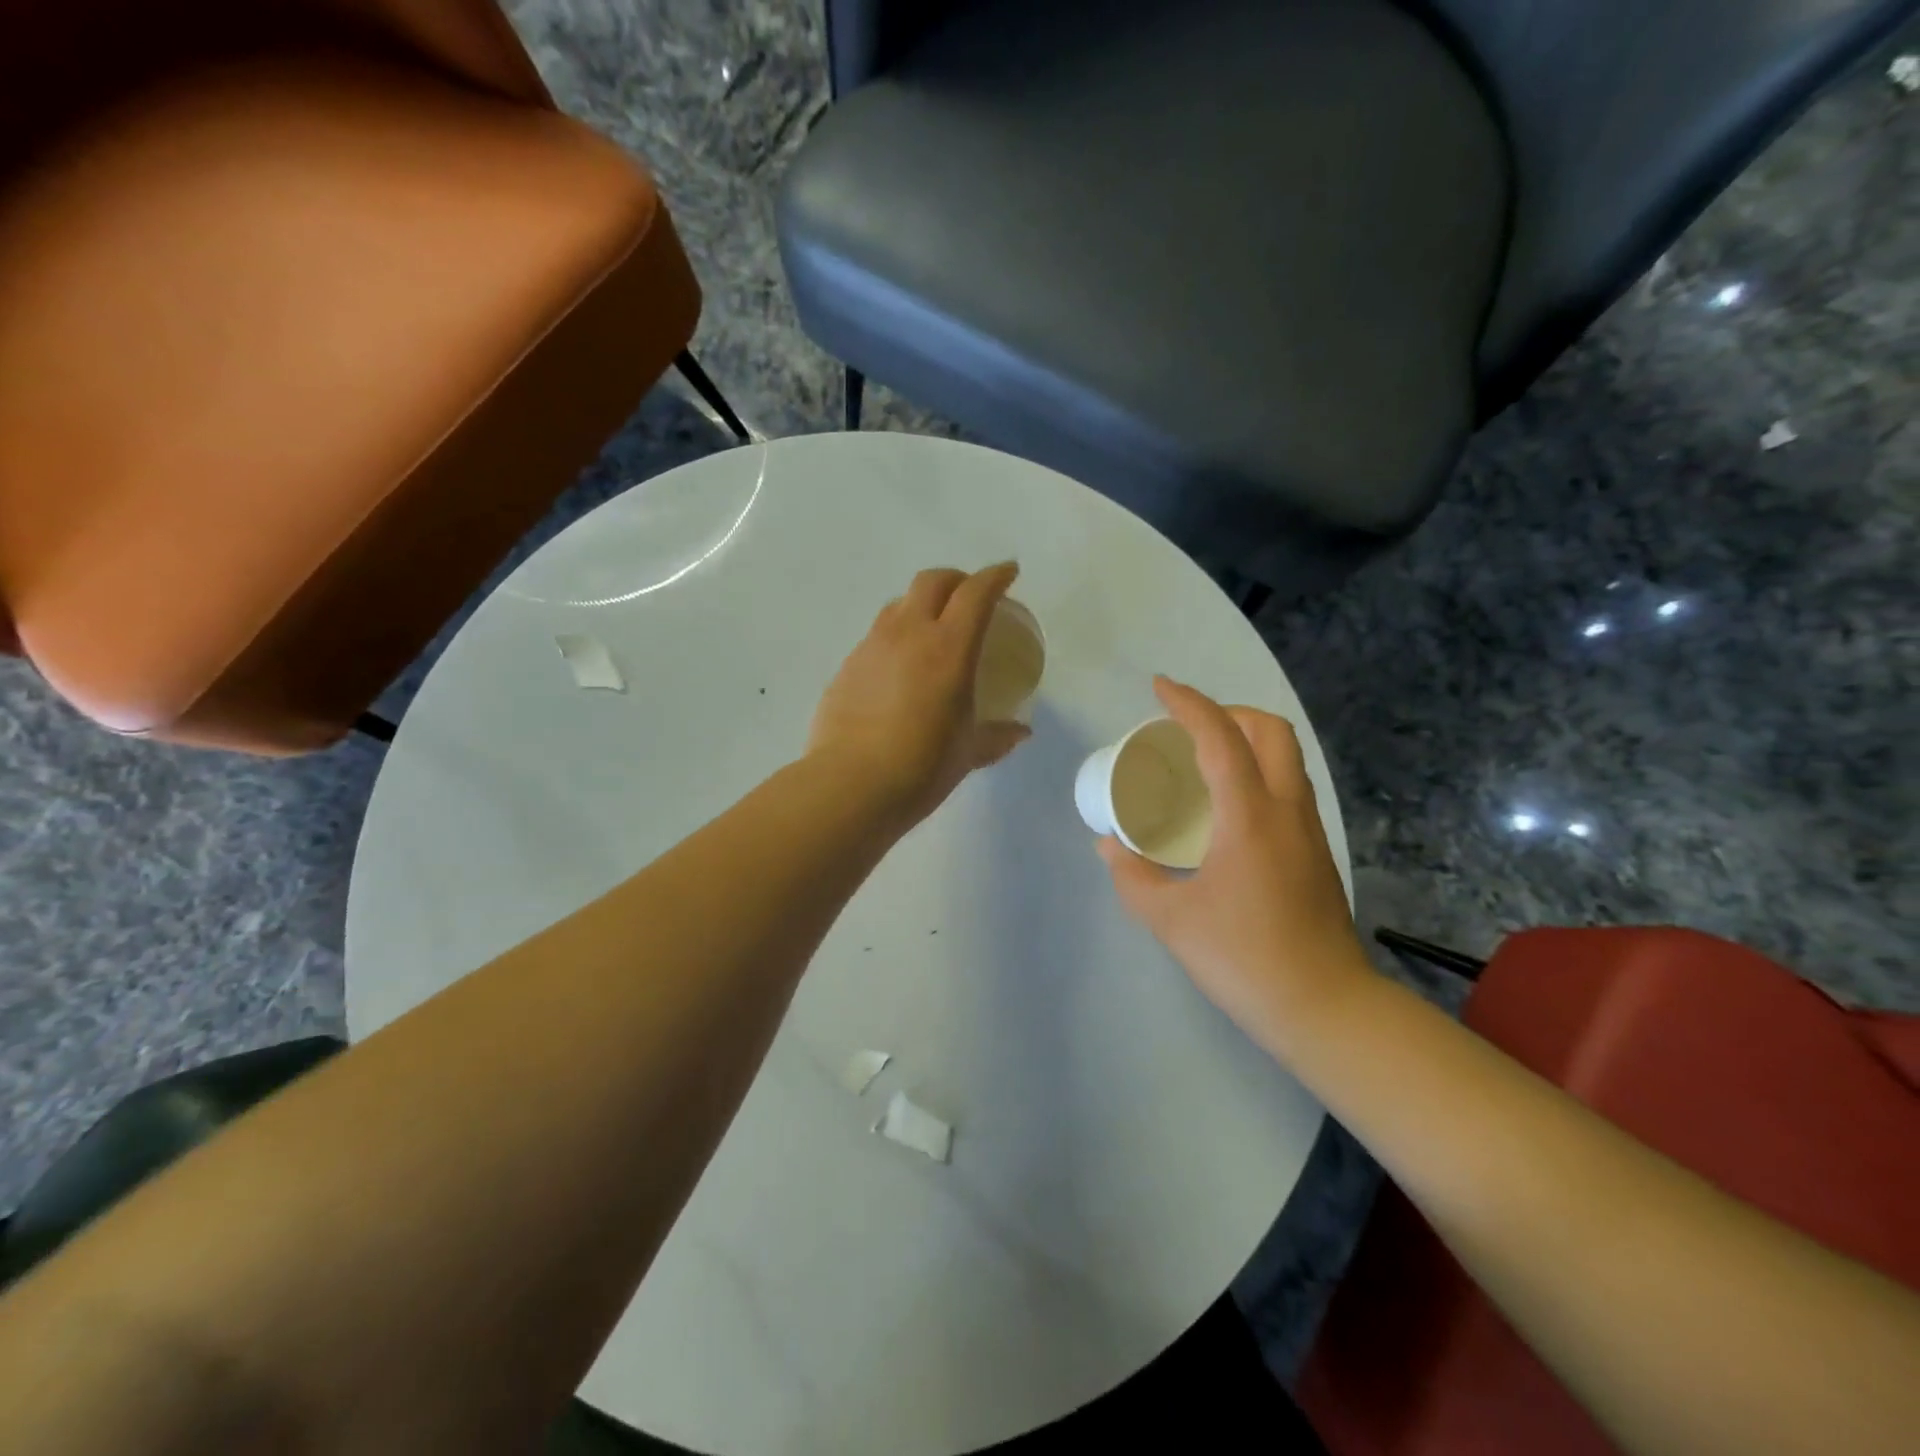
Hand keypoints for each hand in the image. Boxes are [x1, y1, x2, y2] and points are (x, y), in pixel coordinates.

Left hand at [809, 564, 1031, 827]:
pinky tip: (899, 666)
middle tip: (970, 595)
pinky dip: (895, 636)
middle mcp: (909, 633)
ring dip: (921, 603)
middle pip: (933, 581)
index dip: (996, 576)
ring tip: (932, 627)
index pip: (976, 593)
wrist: (850, 784)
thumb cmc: (922, 767)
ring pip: (899, 603)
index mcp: (949, 648)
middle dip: (957, 579)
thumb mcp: (968, 752)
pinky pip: (876, 635)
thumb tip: (1020, 733)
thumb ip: (997, 737)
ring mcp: (872, 646)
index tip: (1009, 572)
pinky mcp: (847, 664)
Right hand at [1097, 677, 1373, 1057]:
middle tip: (1187, 727)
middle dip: (1228, 712)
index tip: (1159, 688)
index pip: (1220, 738)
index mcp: (1250, 816)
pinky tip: (1227, 807)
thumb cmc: (1242, 957)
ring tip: (1203, 759)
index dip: (1188, 704)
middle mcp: (1286, 809)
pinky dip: (1257, 771)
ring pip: (1286, 756)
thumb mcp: (1169, 919)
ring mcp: (1308, 829)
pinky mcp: (1316, 851)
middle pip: (1270, 730)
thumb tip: (1109, 845)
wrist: (1323, 1006)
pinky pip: (1288, 786)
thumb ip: (1131, 875)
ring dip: (1246, 739)